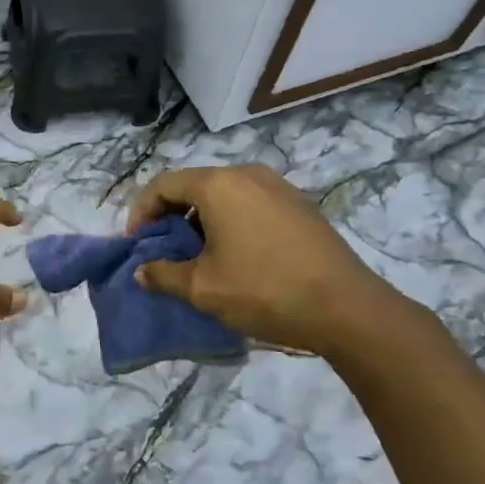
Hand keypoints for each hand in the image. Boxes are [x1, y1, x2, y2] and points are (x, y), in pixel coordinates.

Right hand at [127, 165, 413, 358]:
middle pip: (193, 185)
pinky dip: (230, 221)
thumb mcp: (203, 289)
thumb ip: (163, 275)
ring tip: (198, 256)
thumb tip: (142, 271)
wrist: (348, 309)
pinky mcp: (300, 205)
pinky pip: (250, 203)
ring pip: (223, 194)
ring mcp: (278, 186)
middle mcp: (246, 174)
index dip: (141, 213)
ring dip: (201, 220)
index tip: (136, 244)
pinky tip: (236, 255)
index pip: (162, 185)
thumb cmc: (265, 290)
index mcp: (217, 184)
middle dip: (171, 216)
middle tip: (163, 250)